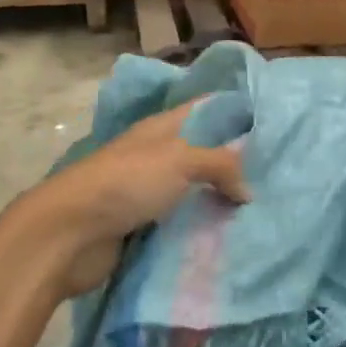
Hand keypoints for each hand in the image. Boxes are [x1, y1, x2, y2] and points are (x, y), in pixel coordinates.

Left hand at [7, 104, 250, 296]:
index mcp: (162, 128)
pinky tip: (228, 237)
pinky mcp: (140, 226)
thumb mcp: (181, 160)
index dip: (236, 111)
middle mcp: (156, 154)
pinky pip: (179, 223)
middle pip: (202, 152)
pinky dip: (199, 228)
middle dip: (234, 163)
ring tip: (259, 211)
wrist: (69, 234)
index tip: (273, 122)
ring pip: (192, 190)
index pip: (206, 109)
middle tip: (276, 176)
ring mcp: (146, 191)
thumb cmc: (126, 183)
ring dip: (217, 200)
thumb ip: (221, 165)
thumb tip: (248, 191)